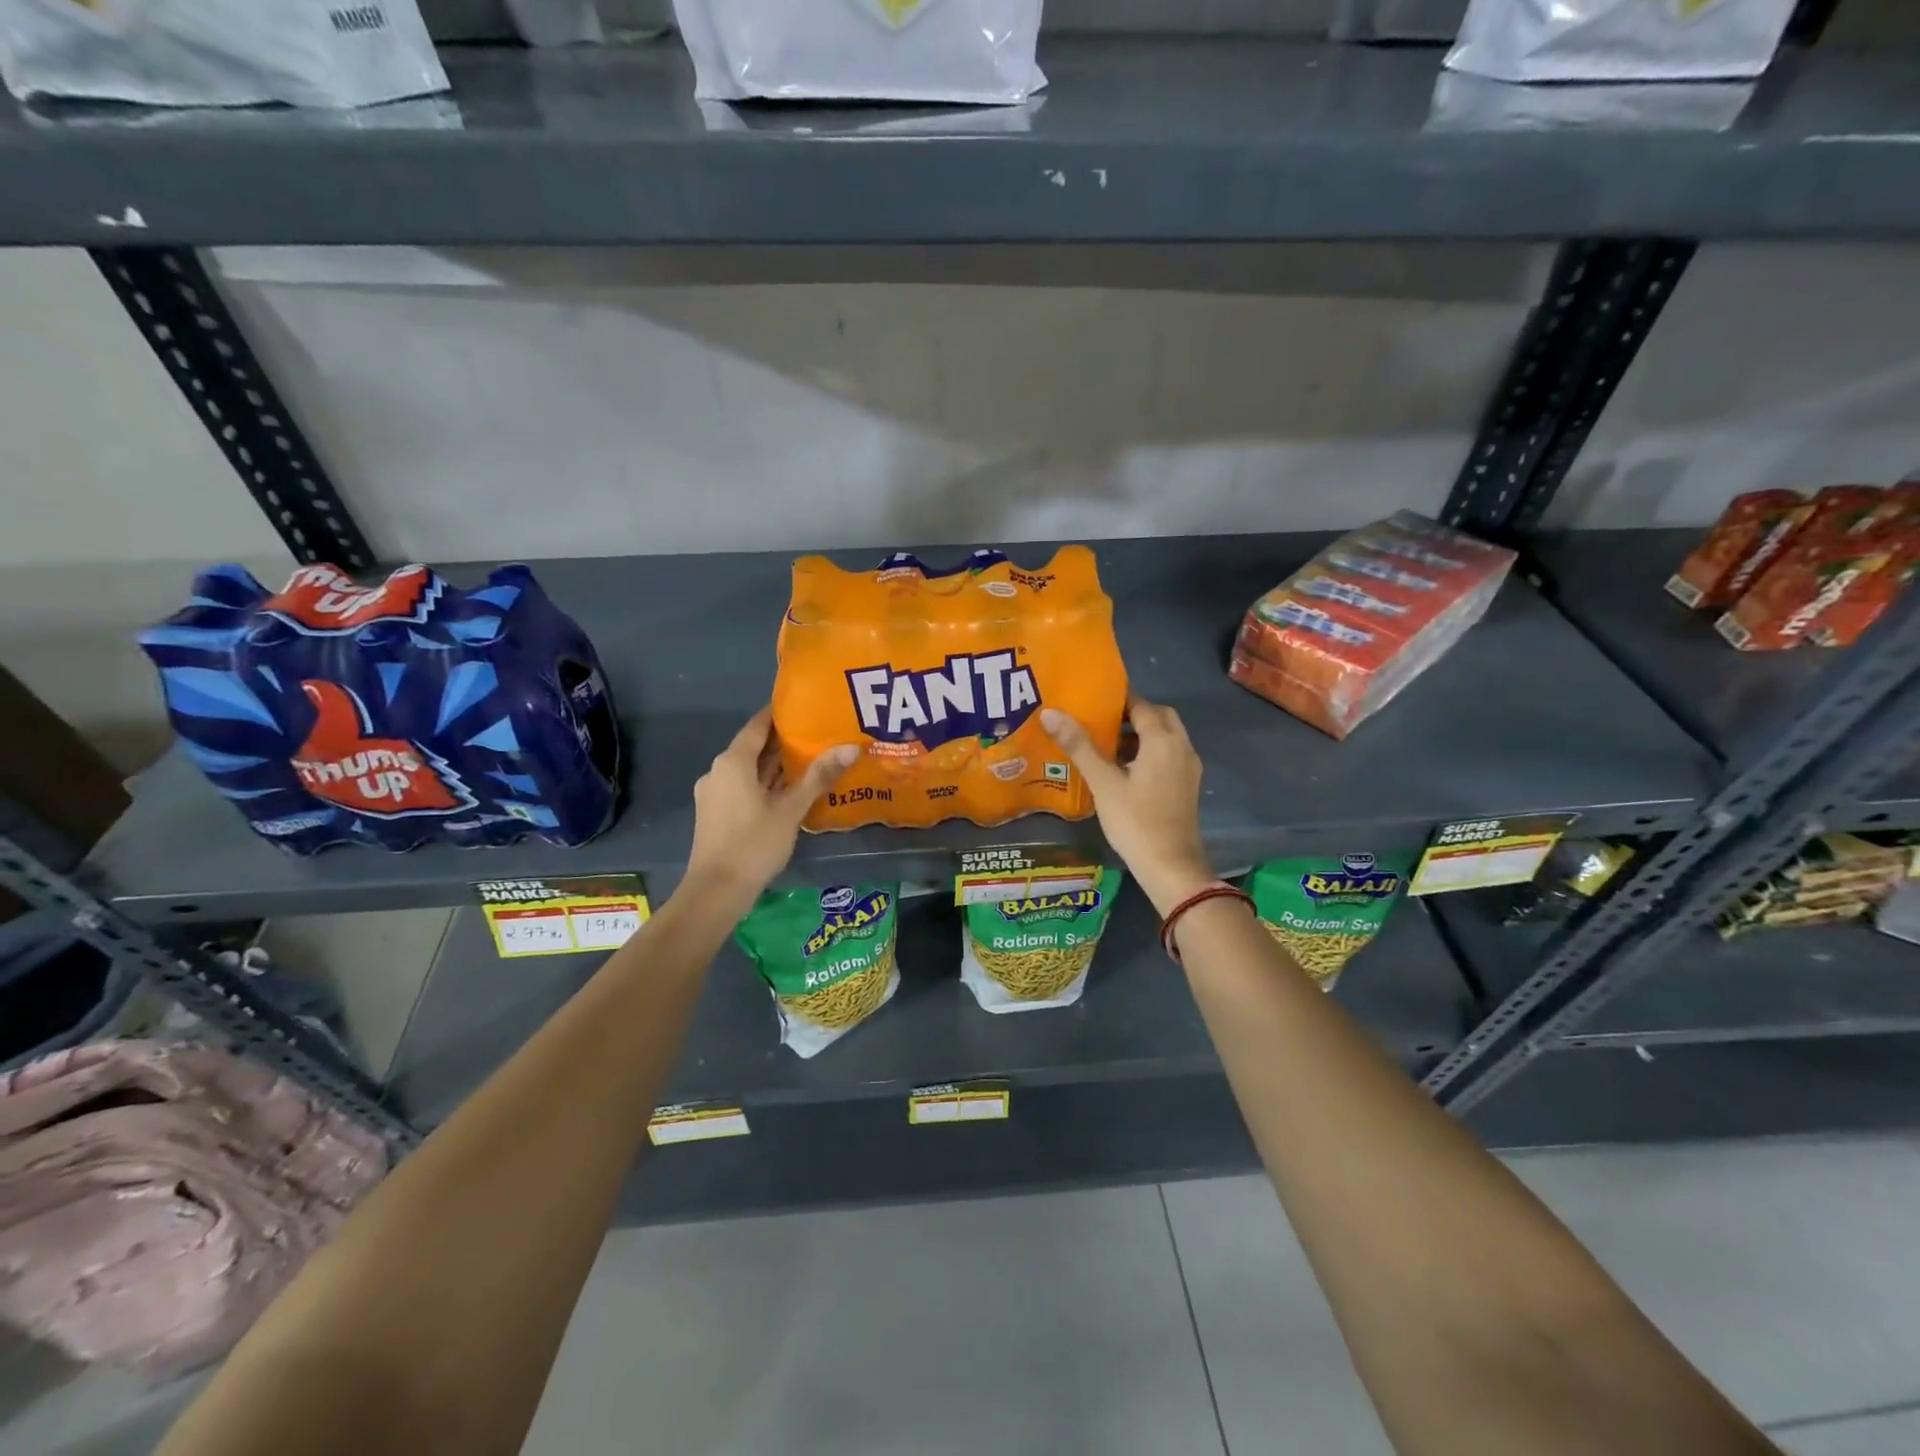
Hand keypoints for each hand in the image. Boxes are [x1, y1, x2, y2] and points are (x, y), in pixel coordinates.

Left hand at [684, 708, 859, 907]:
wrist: (716, 891)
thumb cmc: (753, 844)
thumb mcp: (791, 809)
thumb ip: (819, 776)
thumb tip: (851, 747)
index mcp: (733, 762)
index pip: (758, 725)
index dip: (780, 714)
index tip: (806, 706)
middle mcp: (719, 771)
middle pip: (753, 747)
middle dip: (783, 741)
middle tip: (818, 733)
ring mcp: (715, 794)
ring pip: (749, 770)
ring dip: (775, 765)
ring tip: (811, 758)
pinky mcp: (717, 814)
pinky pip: (744, 787)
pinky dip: (766, 783)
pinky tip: (791, 790)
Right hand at [1041, 698, 1213, 916]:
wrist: (1171, 867)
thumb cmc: (1135, 822)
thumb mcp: (1103, 783)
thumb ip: (1079, 746)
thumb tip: (1050, 713)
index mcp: (1163, 741)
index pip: (1141, 705)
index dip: (1117, 700)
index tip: (1091, 701)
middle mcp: (1181, 747)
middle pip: (1159, 717)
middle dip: (1132, 714)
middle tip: (1100, 722)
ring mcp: (1188, 768)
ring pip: (1166, 737)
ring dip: (1141, 734)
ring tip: (1106, 745)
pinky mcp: (1187, 785)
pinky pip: (1169, 755)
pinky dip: (1149, 752)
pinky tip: (1123, 770)